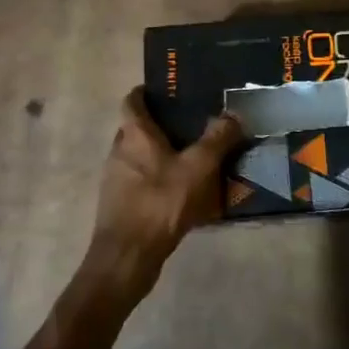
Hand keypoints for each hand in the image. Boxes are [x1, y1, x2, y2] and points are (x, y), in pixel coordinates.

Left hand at [87, 88, 241, 296]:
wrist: (127, 257)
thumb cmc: (160, 202)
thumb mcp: (198, 167)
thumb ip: (217, 139)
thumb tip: (233, 114)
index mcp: (134, 134)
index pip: (132, 100)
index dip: (147, 92)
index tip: (169, 91)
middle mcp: (119, 151)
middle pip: (136, 128)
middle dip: (160, 125)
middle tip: (191, 124)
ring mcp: (115, 179)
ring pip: (138, 157)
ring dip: (160, 155)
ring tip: (191, 159)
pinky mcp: (119, 205)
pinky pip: (140, 182)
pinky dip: (158, 180)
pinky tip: (181, 193)